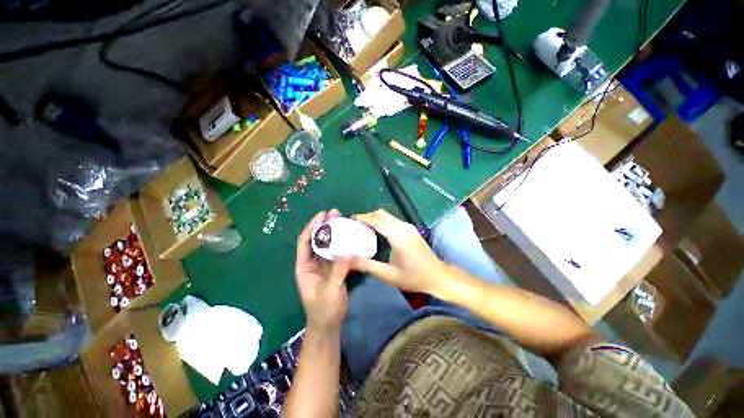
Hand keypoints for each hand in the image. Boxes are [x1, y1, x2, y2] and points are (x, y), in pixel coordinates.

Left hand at [295, 209, 350, 332]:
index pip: (304, 242)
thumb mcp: (329, 291)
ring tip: (343, 220)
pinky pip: (338, 252)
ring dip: (334, 233)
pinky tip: (350, 236)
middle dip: (324, 226)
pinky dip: (343, 243)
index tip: (321, 216)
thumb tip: (348, 254)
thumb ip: (337, 272)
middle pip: (317, 240)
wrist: (329, 324)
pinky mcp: (334, 268)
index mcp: (304, 266)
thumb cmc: (323, 309)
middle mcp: (313, 262)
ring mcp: (324, 265)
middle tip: (334, 213)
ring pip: (328, 245)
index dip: (311, 227)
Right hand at [350, 209, 448, 295]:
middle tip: (353, 224)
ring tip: (361, 227)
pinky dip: (381, 221)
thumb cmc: (414, 277)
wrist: (438, 276)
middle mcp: (403, 226)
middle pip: (381, 214)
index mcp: (398, 236)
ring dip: (374, 218)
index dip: (362, 217)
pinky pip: (392, 220)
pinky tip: (376, 230)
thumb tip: (348, 259)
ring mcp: (409, 226)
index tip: (349, 219)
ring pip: (387, 215)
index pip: (377, 220)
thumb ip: (367, 266)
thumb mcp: (389, 275)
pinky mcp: (411, 229)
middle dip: (366, 216)